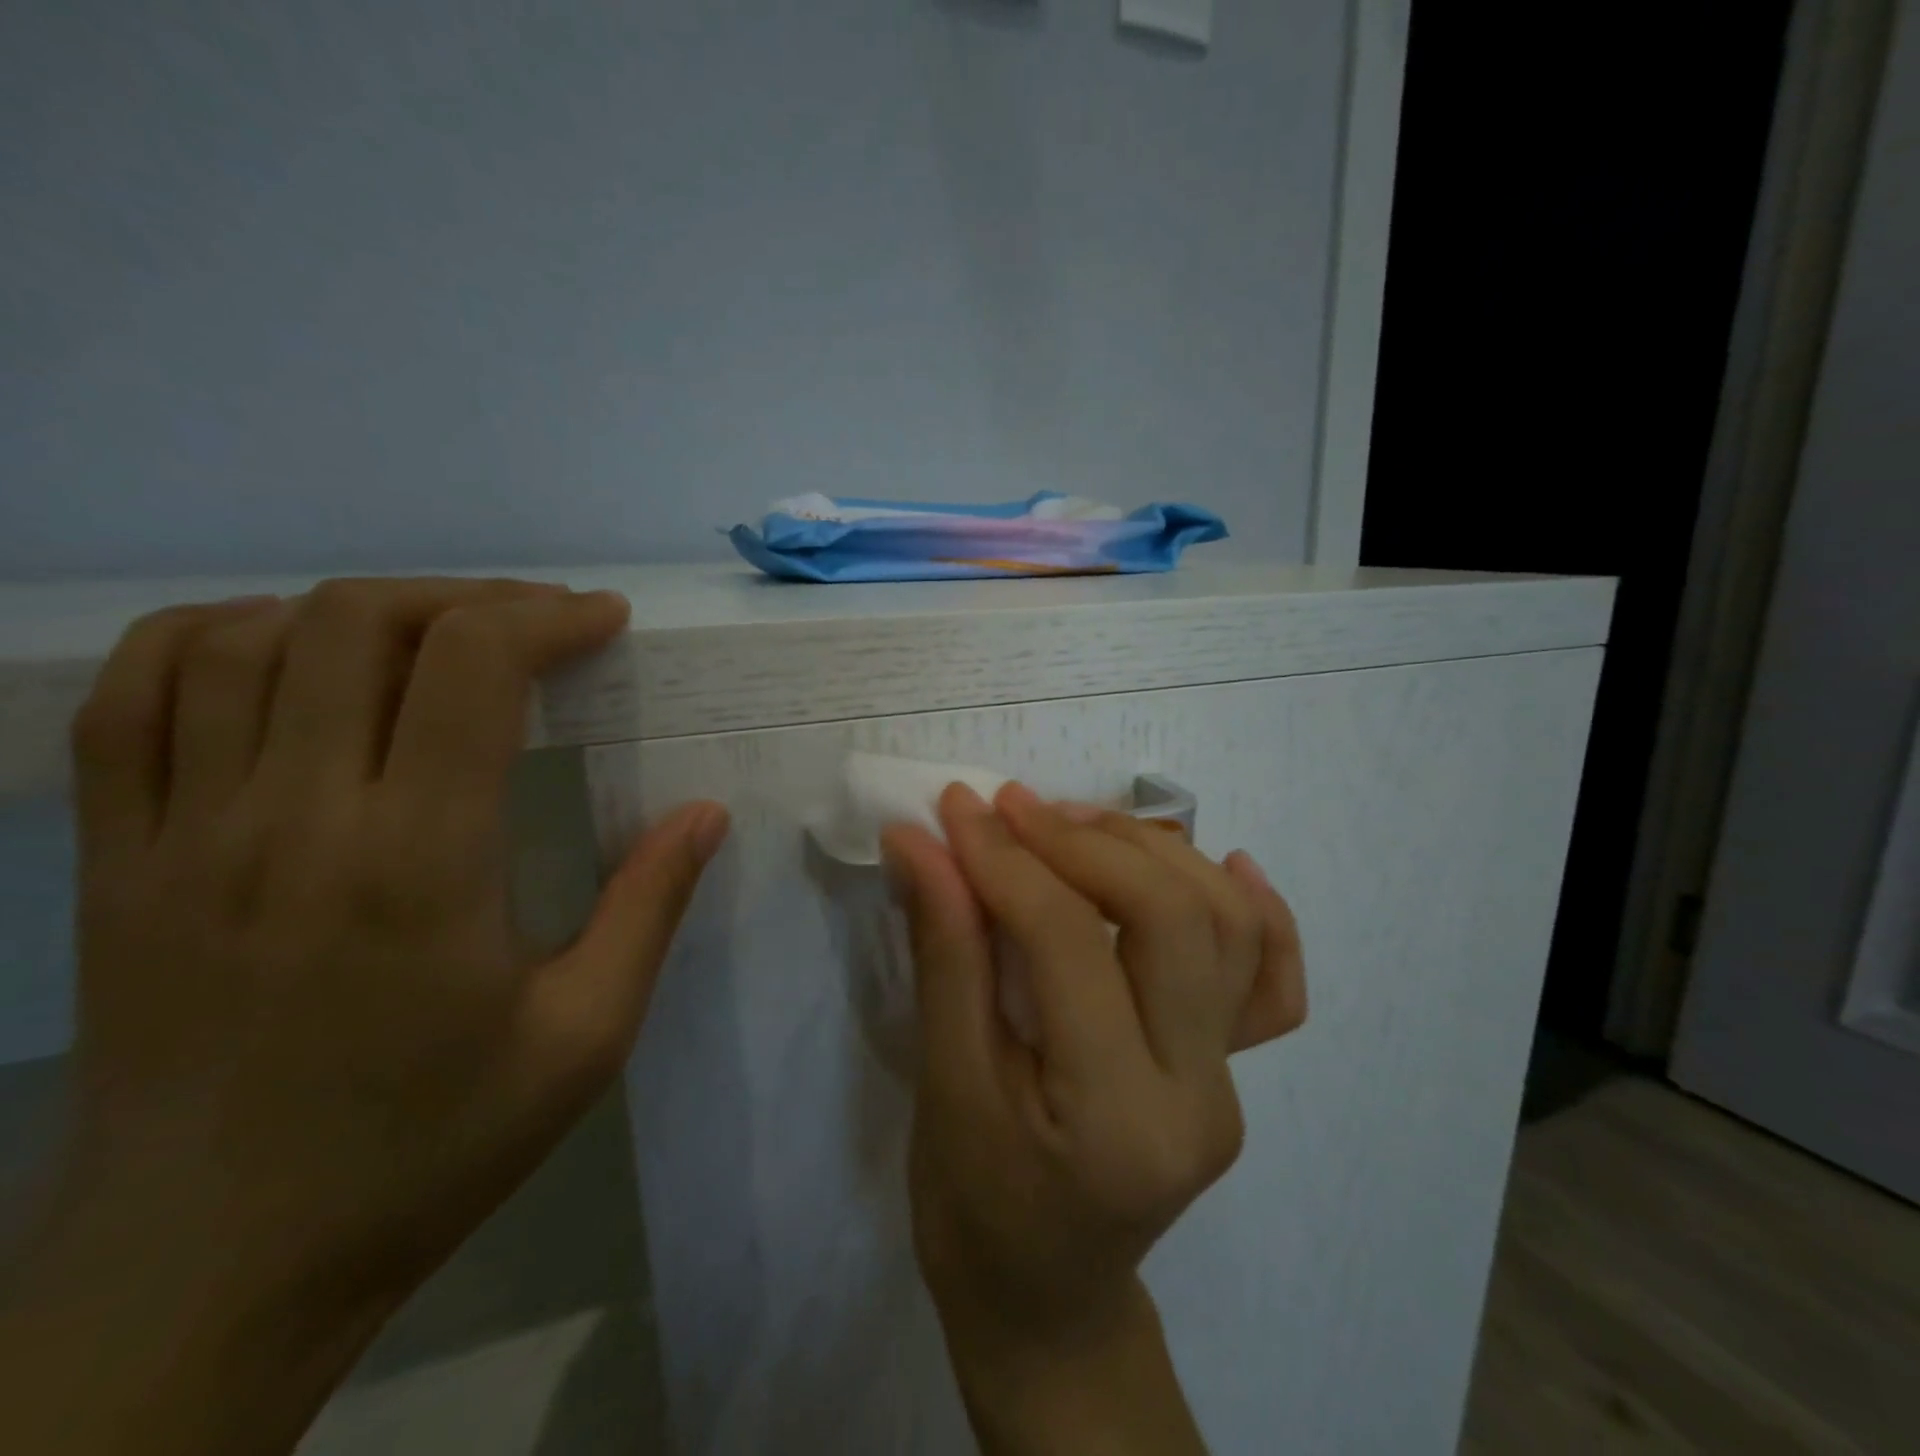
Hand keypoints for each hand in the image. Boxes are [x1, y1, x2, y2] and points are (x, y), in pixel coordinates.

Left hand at [3, 578, 727, 1455]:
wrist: (214, 1270)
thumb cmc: (431, 1144)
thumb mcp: (584, 1036)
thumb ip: (650, 907)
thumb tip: (707, 811)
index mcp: (416, 860)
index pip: (470, 666)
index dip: (546, 617)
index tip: (603, 622)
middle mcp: (288, 819)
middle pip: (360, 621)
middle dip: (469, 599)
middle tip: (537, 626)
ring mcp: (179, 835)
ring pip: (244, 637)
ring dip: (359, 609)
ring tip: (435, 638)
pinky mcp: (113, 862)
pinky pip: (132, 697)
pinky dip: (216, 640)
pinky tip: (289, 658)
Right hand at [882, 781, 1304, 1452]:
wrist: (1045, 1298)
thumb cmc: (973, 1206)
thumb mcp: (943, 1081)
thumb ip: (944, 951)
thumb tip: (921, 842)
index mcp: (1116, 1120)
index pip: (1069, 944)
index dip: (1006, 861)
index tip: (956, 809)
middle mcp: (1199, 1094)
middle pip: (1169, 916)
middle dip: (1082, 842)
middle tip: (1011, 807)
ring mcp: (1232, 1080)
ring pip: (1224, 924)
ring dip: (1150, 851)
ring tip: (1074, 822)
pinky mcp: (1236, 1068)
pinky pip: (1270, 976)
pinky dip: (1254, 908)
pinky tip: (1222, 861)